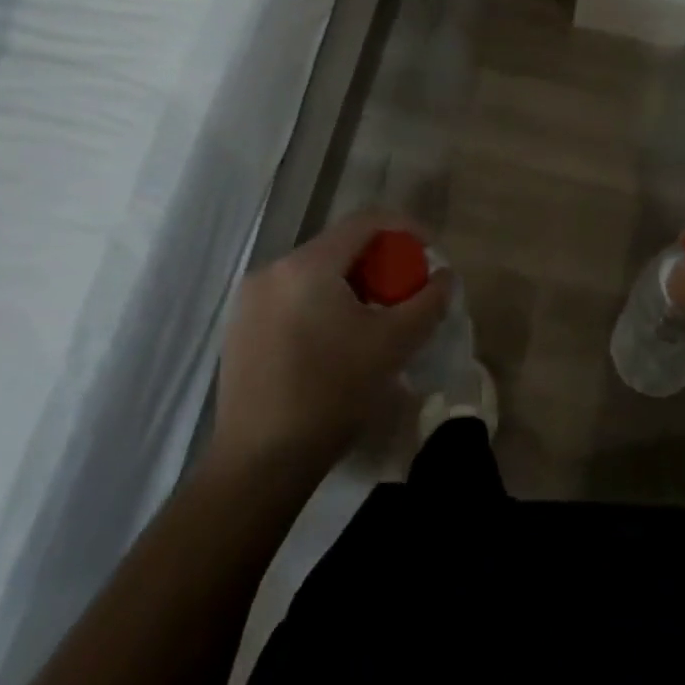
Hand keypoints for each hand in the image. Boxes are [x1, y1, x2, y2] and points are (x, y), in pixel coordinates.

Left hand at [212, 210, 451, 476]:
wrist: (261, 463)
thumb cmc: (332, 394)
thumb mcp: (393, 345)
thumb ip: (427, 302)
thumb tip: (445, 276)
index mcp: (307, 265)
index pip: (364, 222)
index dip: (404, 228)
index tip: (429, 252)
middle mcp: (273, 269)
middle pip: (338, 247)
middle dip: (378, 263)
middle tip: (403, 293)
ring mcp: (250, 298)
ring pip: (314, 273)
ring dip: (350, 285)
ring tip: (372, 320)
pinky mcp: (240, 326)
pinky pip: (291, 296)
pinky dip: (321, 303)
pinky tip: (334, 341)